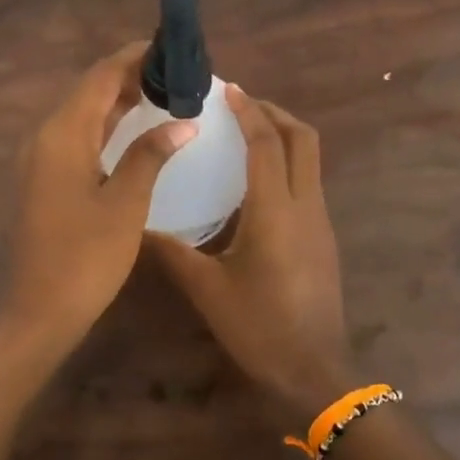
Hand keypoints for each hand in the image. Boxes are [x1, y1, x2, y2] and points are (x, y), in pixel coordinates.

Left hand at [0, 41, 196, 355]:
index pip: (101, 77)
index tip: (172, 48)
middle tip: (176, 72)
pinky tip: (135, 129)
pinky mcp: (46, 178)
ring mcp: (42, 158)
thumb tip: (182, 122)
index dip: (134, 57)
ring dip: (119, 100)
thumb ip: (150, 155)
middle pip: (90, 90)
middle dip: (130, 75)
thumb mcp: (125, 204)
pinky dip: (108, 126)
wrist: (40, 310)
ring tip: (164, 91)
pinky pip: (79, 136)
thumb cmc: (86, 257)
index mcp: (63, 134)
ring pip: (84, 114)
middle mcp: (46, 137)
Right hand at [150, 87, 352, 425]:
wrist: (314, 370)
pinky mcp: (323, 237)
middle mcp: (305, 205)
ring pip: (311, 160)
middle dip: (275, 113)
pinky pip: (308, 182)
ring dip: (283, 137)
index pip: (267, 143)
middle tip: (240, 106)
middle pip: (303, 139)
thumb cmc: (259, 326)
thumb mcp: (207, 289)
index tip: (228, 90)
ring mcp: (320, 221)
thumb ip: (172, 252)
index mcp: (275, 210)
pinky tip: (256, 182)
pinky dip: (287, 164)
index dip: (249, 111)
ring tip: (245, 134)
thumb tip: (136, 226)